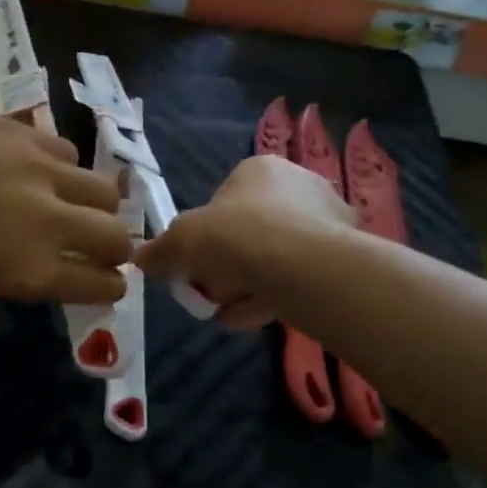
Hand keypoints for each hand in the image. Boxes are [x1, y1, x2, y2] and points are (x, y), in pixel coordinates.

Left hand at [0, 102, 130, 303]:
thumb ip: (25, 269)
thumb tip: (59, 260)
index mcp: (31, 271)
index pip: (102, 285)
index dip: (110, 286)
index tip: (107, 280)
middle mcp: (48, 223)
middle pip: (118, 237)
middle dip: (117, 247)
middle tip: (101, 244)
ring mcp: (40, 172)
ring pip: (105, 189)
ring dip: (98, 204)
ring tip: (74, 200)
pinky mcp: (25, 132)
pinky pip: (68, 152)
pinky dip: (63, 166)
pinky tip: (39, 167)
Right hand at [135, 155, 351, 328]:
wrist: (302, 266)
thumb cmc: (235, 237)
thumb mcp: (180, 242)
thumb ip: (160, 251)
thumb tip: (140, 259)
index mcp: (259, 169)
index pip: (223, 202)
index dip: (204, 237)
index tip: (195, 266)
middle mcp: (298, 184)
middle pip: (250, 232)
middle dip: (228, 267)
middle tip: (212, 293)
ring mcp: (327, 219)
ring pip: (275, 258)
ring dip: (248, 287)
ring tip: (231, 314)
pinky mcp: (345, 254)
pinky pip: (299, 276)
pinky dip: (276, 296)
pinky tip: (258, 318)